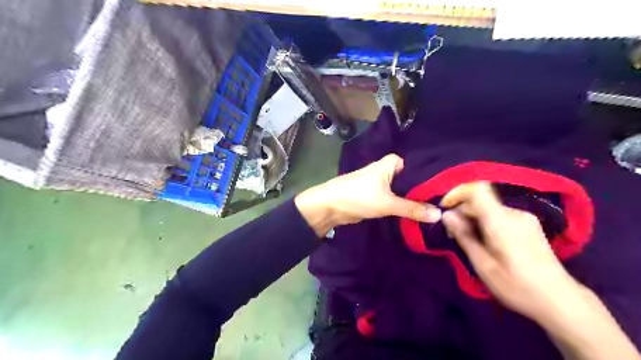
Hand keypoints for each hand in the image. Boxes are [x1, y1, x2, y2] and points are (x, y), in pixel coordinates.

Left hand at [294, 153, 441, 237]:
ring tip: (439, 210)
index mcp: (392, 163)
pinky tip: (420, 213)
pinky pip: (397, 199)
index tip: (452, 191)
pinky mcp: (379, 195)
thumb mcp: (387, 203)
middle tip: (448, 204)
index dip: (433, 179)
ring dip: (415, 200)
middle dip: (426, 192)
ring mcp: (384, 183)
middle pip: (413, 181)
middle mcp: (390, 170)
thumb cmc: (358, 196)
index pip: (420, 168)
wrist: (331, 206)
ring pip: (405, 191)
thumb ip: (413, 208)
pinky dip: (405, 205)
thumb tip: (440, 215)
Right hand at [442, 183, 640, 359]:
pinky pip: (499, 215)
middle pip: (481, 201)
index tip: (445, 208)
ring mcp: (524, 218)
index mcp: (501, 221)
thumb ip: (464, 236)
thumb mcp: (483, 265)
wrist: (561, 301)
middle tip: (453, 235)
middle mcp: (514, 213)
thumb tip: (447, 215)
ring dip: (473, 219)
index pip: (477, 190)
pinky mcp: (529, 224)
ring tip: (469, 242)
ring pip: (489, 208)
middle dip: (462, 212)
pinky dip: (486, 222)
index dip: (457, 193)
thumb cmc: (517, 286)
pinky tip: (486, 242)